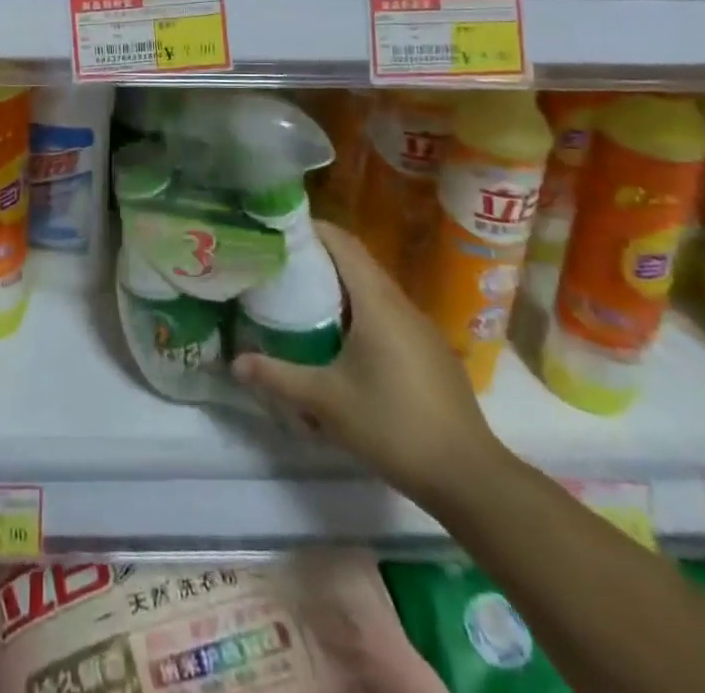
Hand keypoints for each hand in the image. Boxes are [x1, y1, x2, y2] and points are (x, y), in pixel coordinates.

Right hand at [232, 223, 503, 507]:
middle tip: (283, 266)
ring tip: (306, 300)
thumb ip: (278, 377)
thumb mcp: (326, 402)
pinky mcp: (432, 352)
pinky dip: (363, 312)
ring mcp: (421, 328)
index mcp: (376, 302)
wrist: (468, 475)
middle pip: (358, 262)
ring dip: (343, 287)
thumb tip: (235, 362)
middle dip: (321, 258)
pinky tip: (346, 342)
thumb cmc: (392, 425)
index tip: (281, 231)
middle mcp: (401, 304)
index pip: (343, 243)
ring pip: (375, 290)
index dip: (313, 229)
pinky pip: (390, 314)